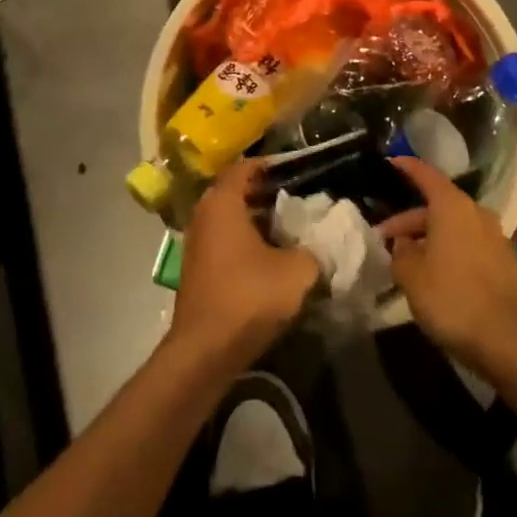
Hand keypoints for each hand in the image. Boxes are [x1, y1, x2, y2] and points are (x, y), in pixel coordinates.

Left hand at [169, 160, 318, 370]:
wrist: (205, 351)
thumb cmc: (249, 296)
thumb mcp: (297, 271)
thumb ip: (313, 250)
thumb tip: (319, 243)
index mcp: (222, 202)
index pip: (245, 167)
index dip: (271, 165)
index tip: (297, 170)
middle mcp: (204, 215)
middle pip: (237, 192)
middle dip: (267, 194)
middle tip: (299, 199)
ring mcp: (196, 243)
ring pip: (230, 219)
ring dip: (257, 221)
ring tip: (290, 228)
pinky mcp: (197, 270)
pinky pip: (225, 242)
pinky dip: (246, 243)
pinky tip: (271, 257)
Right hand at [379, 157, 516, 374]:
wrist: (510, 341)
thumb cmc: (453, 298)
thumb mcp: (412, 276)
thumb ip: (400, 253)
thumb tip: (403, 244)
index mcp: (453, 206)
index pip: (426, 175)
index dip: (407, 168)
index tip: (390, 163)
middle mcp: (477, 214)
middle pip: (438, 206)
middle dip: (410, 221)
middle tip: (384, 239)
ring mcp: (495, 239)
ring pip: (453, 228)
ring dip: (429, 239)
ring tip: (406, 261)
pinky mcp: (504, 264)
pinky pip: (467, 246)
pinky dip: (448, 253)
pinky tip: (434, 276)